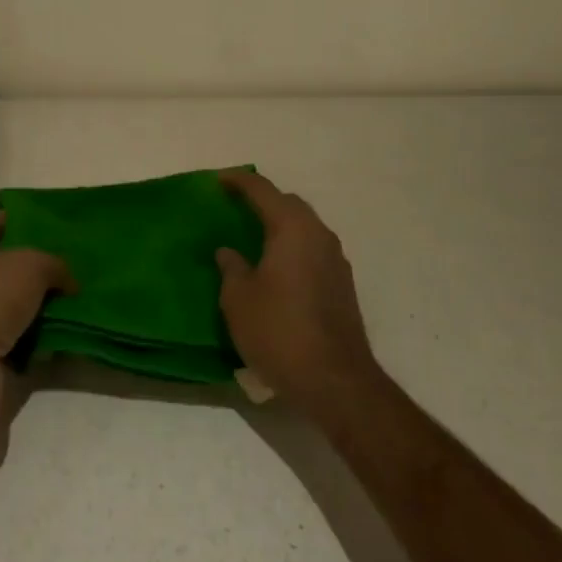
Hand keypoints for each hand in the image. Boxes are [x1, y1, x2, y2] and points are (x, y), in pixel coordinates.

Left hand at [0, 212, 74, 434]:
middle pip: (7, 267)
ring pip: (17, 305)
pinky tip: (70, 331)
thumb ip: (55, 264)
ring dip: (44, 304)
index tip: (53, 221)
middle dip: (40, 265)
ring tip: (81, 296)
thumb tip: (69, 281)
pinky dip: (41, 338)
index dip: (21, 219)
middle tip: (77, 261)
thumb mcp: (31, 266)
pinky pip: (21, 339)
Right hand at [217, 172, 378, 414]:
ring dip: (280, 225)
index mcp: (292, 228)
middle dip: (263, 200)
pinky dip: (293, 247)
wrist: (335, 380)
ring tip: (254, 237)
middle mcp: (319, 234)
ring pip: (304, 227)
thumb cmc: (279, 331)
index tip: (218, 180)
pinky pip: (313, 250)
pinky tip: (276, 268)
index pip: (262, 190)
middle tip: (236, 207)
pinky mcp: (342, 284)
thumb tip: (228, 251)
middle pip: (289, 204)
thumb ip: (231, 268)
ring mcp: (336, 259)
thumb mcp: (239, 300)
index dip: (238, 181)